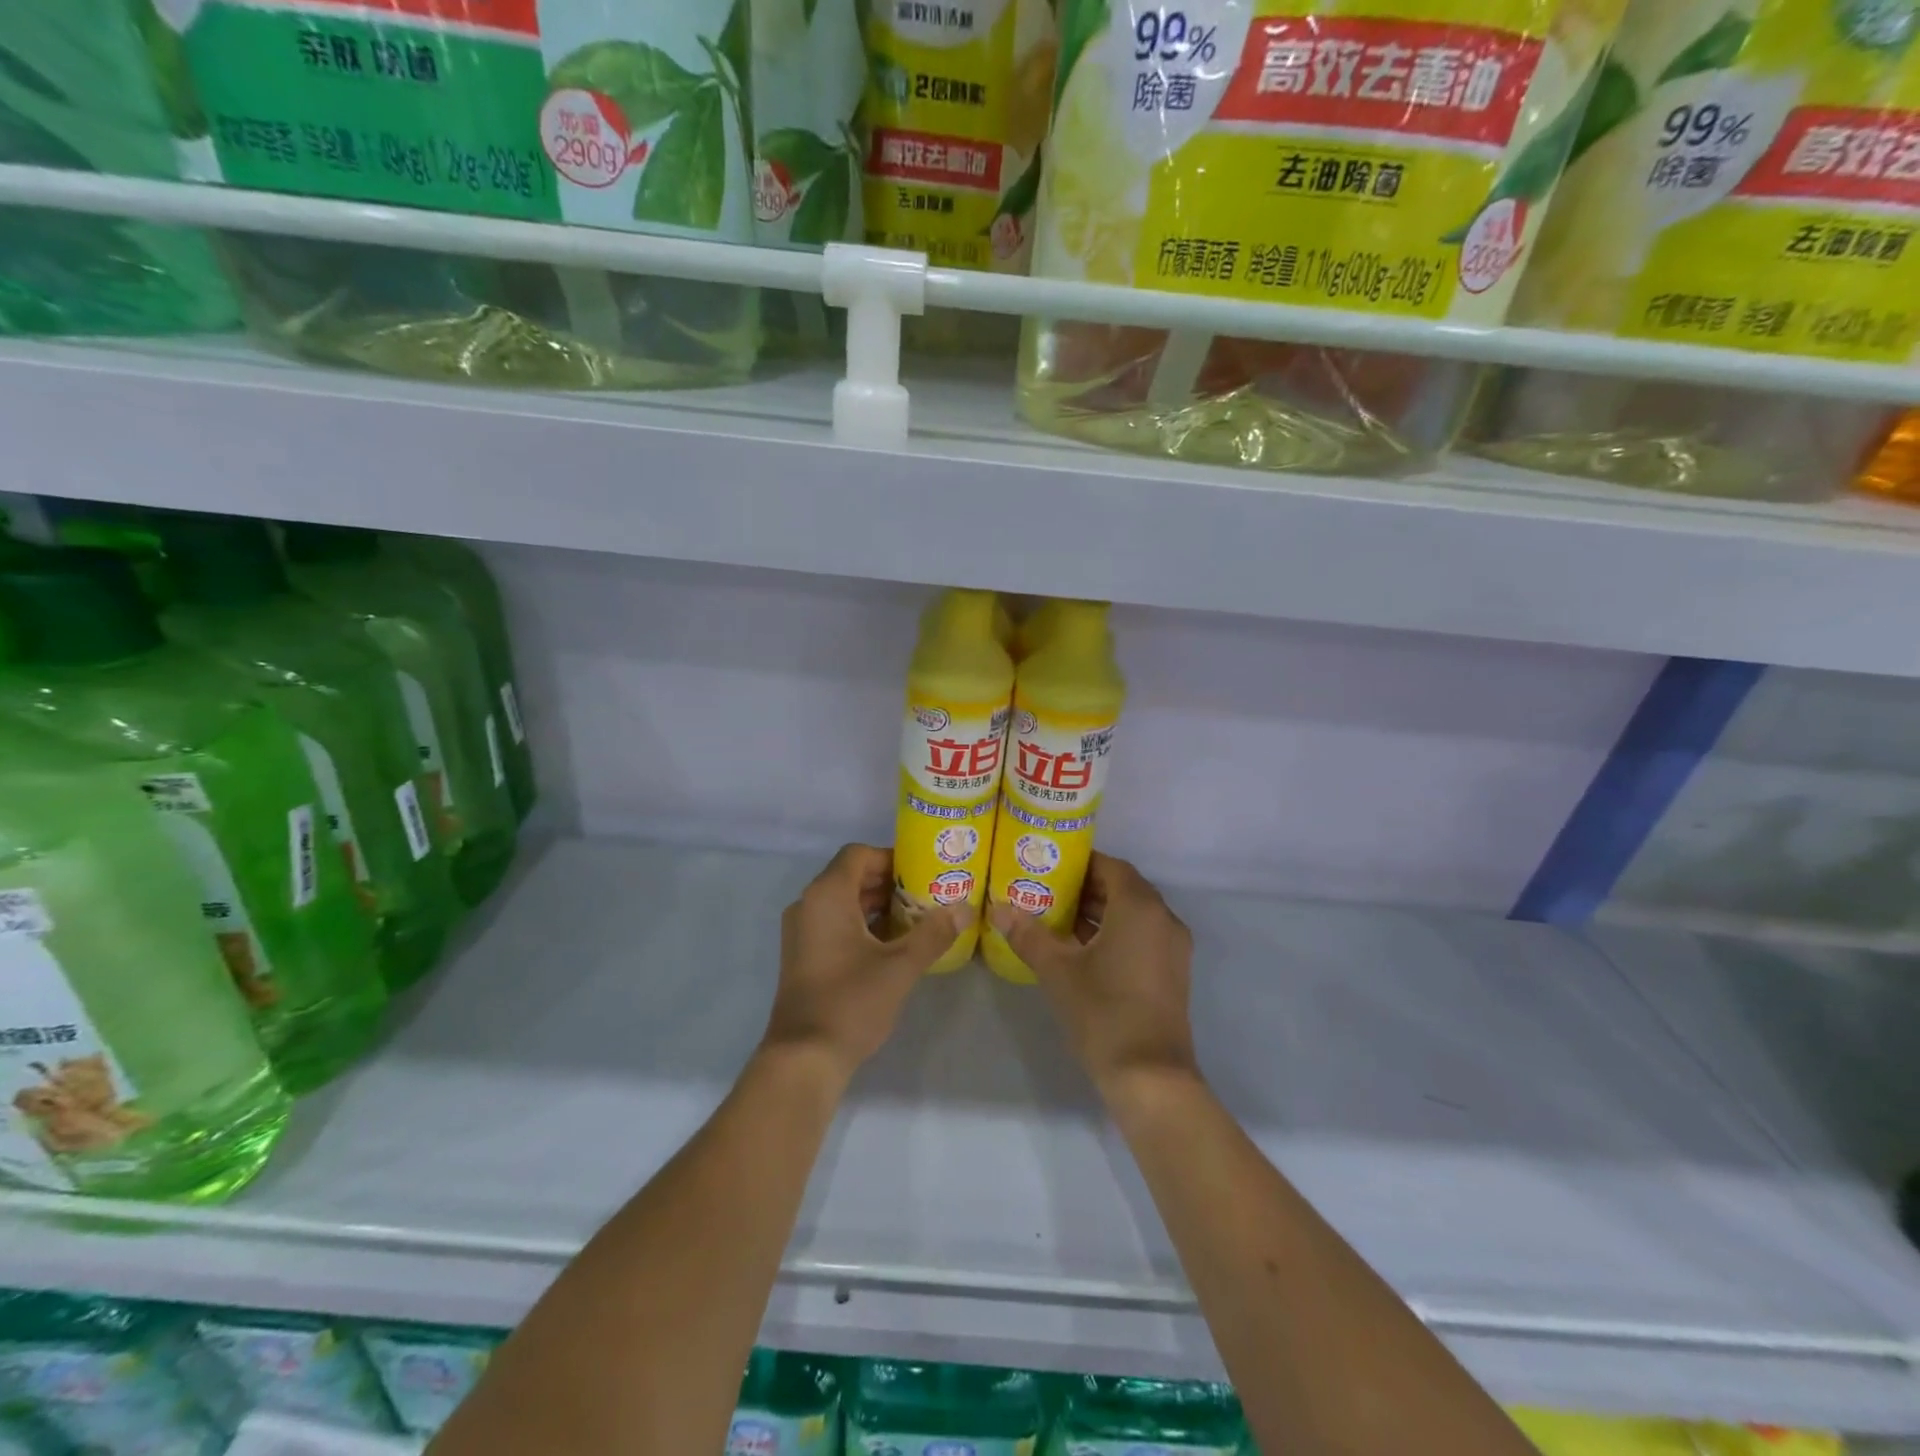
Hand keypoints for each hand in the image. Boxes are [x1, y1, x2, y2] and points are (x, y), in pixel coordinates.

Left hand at [764, 844, 971, 1083]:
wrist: (803, 1058)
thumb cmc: (851, 1002)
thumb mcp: (900, 966)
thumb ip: (933, 933)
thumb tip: (966, 908)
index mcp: (827, 896)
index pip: (859, 854)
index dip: (892, 857)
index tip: (923, 872)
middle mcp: (808, 904)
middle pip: (851, 876)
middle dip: (889, 882)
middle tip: (927, 894)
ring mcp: (801, 931)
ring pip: (843, 901)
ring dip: (877, 904)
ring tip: (916, 918)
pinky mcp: (802, 954)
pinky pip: (834, 922)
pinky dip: (861, 923)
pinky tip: (892, 944)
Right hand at [988, 853, 1197, 1099]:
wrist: (1150, 1077)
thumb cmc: (1103, 1013)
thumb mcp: (1058, 971)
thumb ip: (1028, 934)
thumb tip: (998, 908)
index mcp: (1139, 908)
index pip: (1111, 866)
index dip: (1080, 863)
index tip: (1049, 866)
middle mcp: (1163, 919)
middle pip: (1123, 888)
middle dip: (1086, 887)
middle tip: (1046, 890)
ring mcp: (1172, 947)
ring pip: (1133, 914)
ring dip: (1100, 912)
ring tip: (1057, 917)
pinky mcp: (1173, 972)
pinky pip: (1143, 935)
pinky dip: (1115, 932)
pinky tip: (1081, 949)